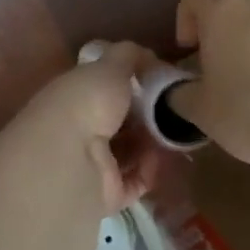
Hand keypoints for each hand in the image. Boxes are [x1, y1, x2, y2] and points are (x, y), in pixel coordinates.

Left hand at [17, 40, 165, 211]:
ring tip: (178, 134)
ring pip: (131, 152)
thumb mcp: (109, 66)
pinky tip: (165, 159)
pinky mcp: (106, 194)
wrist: (70, 159)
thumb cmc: (87, 102)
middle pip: (122, 122)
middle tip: (178, 110)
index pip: (106, 90)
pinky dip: (151, 171)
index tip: (163, 82)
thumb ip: (128, 56)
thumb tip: (147, 54)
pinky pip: (136, 181)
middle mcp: (81, 130)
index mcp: (75, 97)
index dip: (135, 85)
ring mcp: (92, 165)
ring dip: (154, 144)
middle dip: (150, 116)